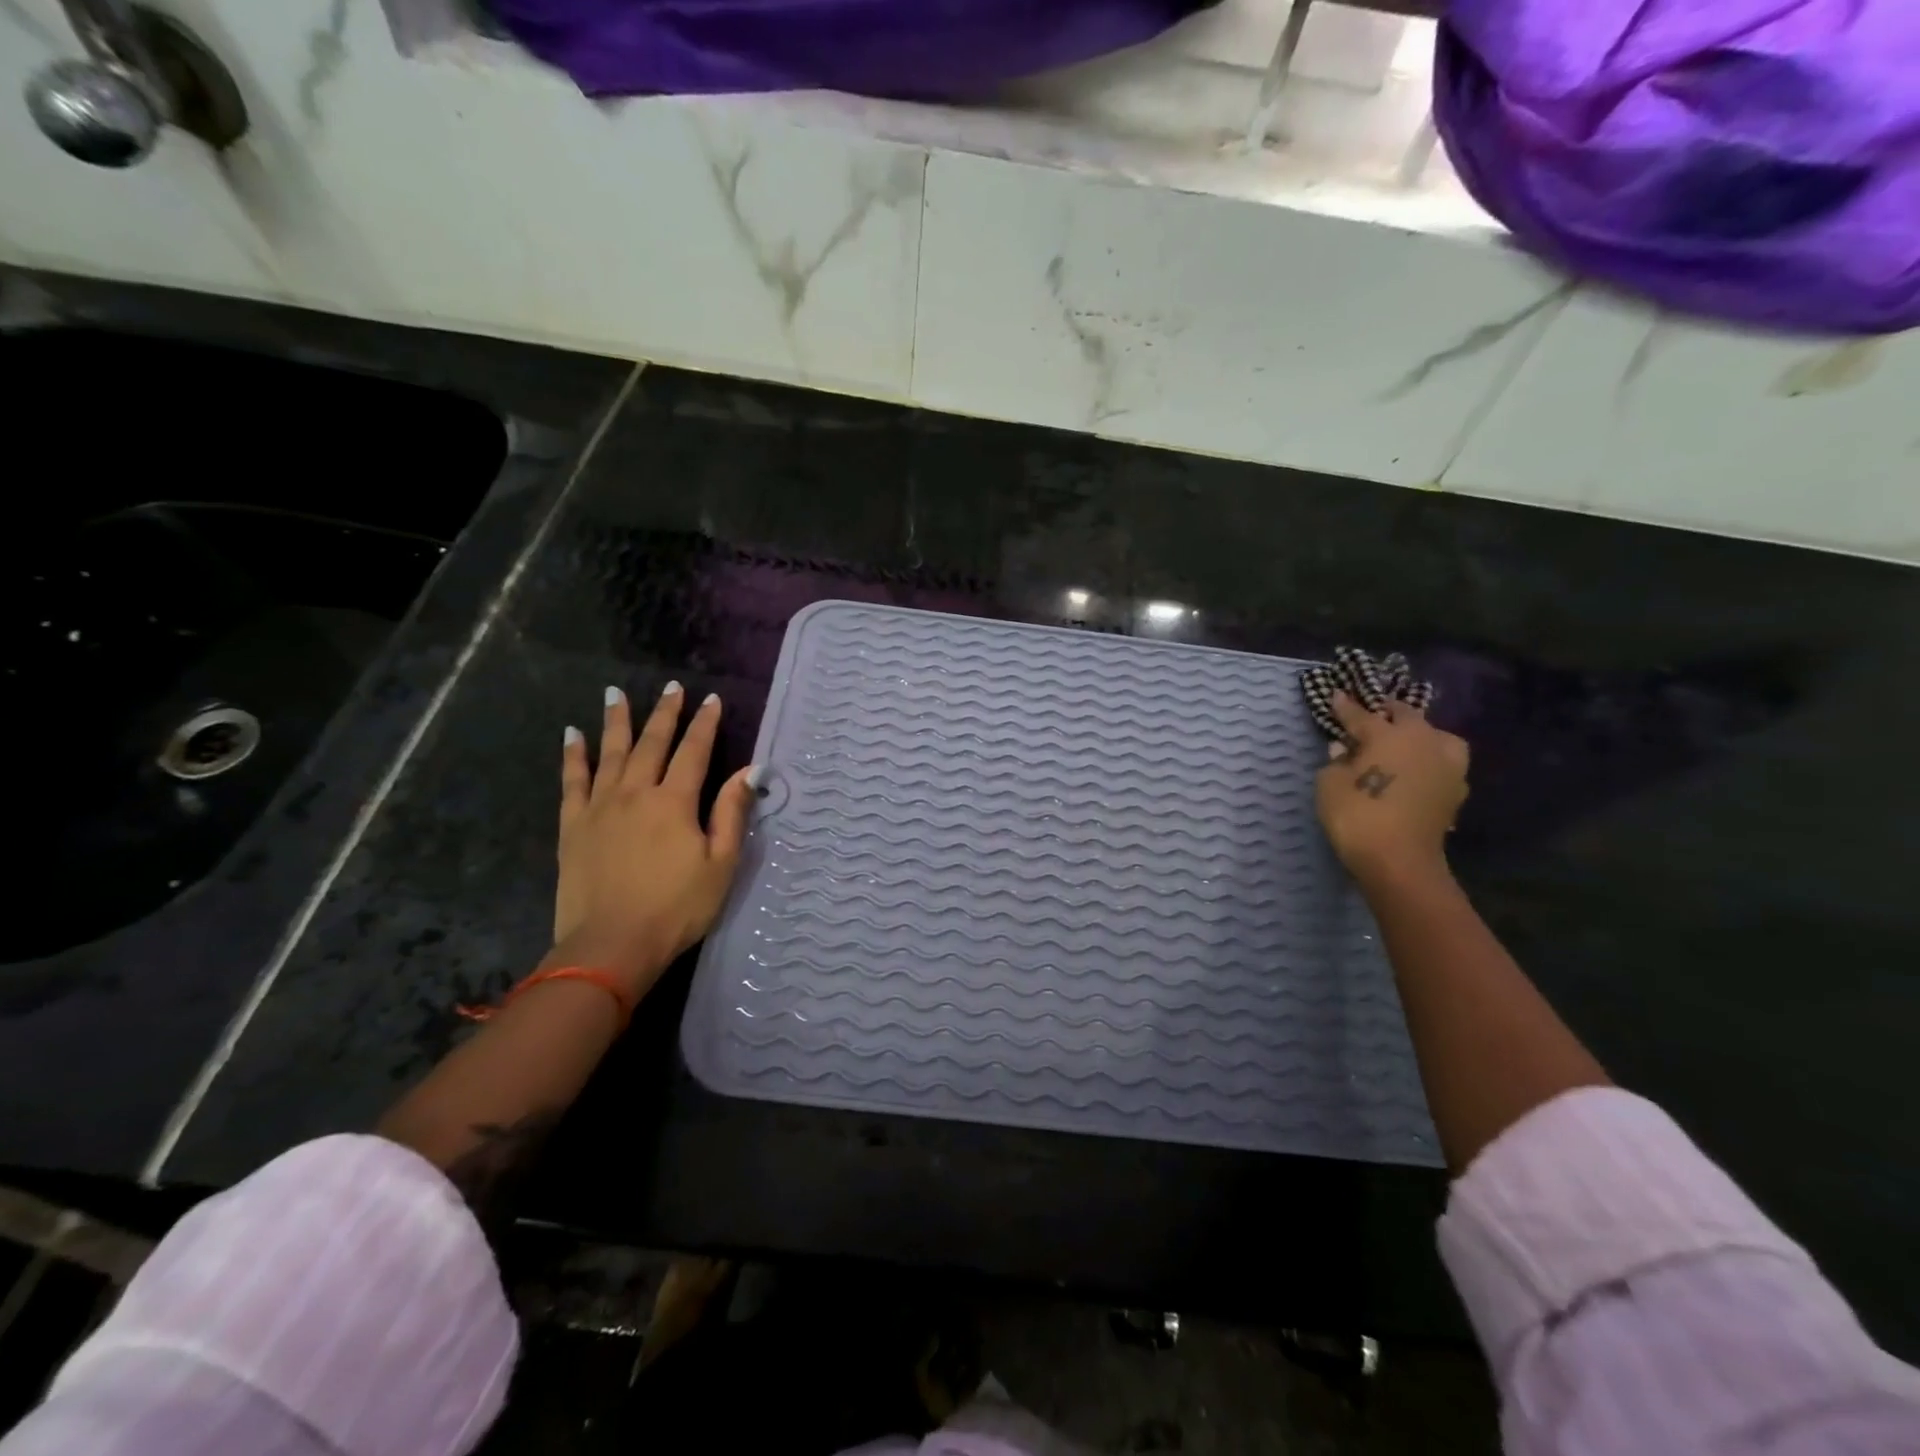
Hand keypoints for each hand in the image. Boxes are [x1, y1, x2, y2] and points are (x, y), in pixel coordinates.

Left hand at [553, 682, 756, 997]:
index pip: (694, 752)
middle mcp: (636, 793)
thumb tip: (748, 771)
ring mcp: (600, 807)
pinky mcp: (573, 826)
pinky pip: (572, 781)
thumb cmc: (677, 908)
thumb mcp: (720, 864)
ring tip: (616, 694)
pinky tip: (572, 735)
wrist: (611, 946)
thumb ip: (732, 813)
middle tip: (672, 687)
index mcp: (675, 802)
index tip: (712, 700)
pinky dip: (573, 756)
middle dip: (665, 713)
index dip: (705, 725)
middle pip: (652, 743)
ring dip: (616, 721)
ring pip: (610, 753)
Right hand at [1314, 690, 1468, 888]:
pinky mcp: (1456, 791)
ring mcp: (1447, 766)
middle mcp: (1424, 741)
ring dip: (1420, 735)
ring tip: (1404, 743)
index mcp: (1391, 734)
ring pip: (1437, 737)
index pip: (1363, 715)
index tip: (1337, 695)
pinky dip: (1429, 763)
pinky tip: (1416, 771)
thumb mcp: (1329, 784)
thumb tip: (1346, 751)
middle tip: (1372, 717)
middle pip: (1407, 717)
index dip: (1346, 707)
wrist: (1399, 861)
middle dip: (1388, 714)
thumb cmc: (1357, 815)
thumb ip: (1336, 761)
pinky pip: (1442, 764)